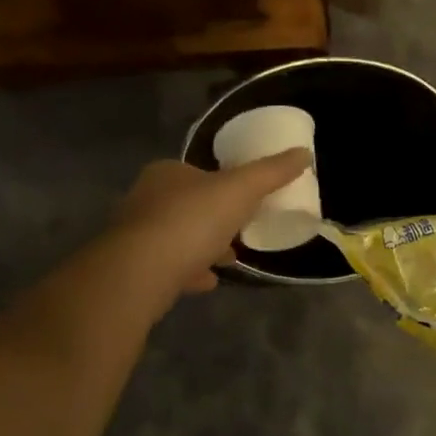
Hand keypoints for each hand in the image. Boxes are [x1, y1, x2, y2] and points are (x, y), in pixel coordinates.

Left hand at [113, 152, 312, 297]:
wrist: (140, 273)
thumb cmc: (191, 220)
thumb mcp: (240, 190)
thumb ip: (271, 172)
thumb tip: (303, 153)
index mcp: (166, 173)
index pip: (196, 173)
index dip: (221, 186)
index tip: (244, 203)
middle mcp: (145, 199)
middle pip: (187, 206)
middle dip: (213, 219)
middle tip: (239, 233)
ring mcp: (135, 236)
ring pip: (176, 238)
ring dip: (201, 247)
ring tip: (228, 260)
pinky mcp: (132, 270)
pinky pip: (167, 268)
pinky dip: (187, 272)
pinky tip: (206, 282)